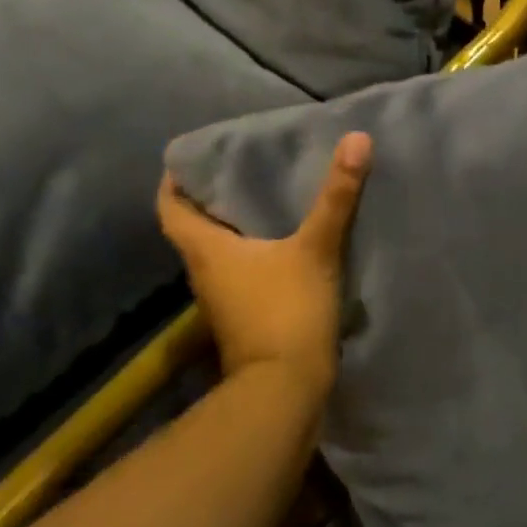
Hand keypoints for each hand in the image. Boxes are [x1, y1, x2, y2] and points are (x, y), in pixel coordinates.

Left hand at [157, 132, 372, 396]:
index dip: (174, 180)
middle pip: (195, 227)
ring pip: (219, 250)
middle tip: (243, 165)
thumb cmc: (287, 310)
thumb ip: (336, 195)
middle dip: (213, 196)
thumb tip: (356, 138)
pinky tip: (286, 240)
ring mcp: (224, 298)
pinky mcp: (246, 315)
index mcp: (206, 250)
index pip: (171, 207)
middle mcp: (205, 273)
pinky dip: (255, 250)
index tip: (192, 156)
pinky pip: (242, 270)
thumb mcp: (316, 247)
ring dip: (235, 225)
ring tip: (267, 194)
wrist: (285, 388)